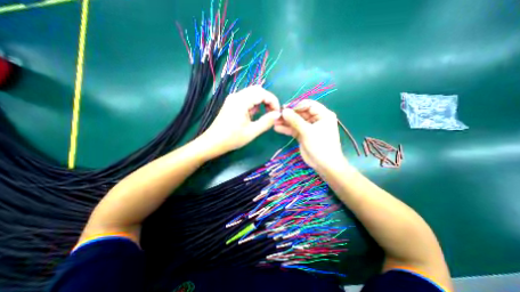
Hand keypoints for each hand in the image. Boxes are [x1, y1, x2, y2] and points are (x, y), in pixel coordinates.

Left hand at [199, 86, 279, 155]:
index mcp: (241, 101)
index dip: (273, 101)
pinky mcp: (231, 103)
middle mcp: (236, 96)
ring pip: (252, 94)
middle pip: (257, 90)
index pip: (262, 93)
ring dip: (261, 102)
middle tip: (272, 113)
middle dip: (268, 100)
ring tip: (264, 115)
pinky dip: (254, 104)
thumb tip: (277, 114)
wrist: (213, 142)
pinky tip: (254, 115)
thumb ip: (266, 122)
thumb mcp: (252, 132)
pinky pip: (246, 99)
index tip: (277, 113)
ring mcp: (233, 99)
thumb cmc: (232, 138)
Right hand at [274, 100, 345, 171]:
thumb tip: (284, 111)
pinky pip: (294, 129)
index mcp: (323, 115)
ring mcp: (308, 127)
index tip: (284, 108)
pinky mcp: (303, 135)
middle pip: (300, 113)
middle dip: (288, 114)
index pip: (308, 105)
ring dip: (285, 122)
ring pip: (295, 121)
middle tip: (276, 115)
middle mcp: (316, 119)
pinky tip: (277, 128)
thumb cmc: (320, 146)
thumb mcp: (308, 132)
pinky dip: (286, 129)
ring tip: (274, 122)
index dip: (296, 105)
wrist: (324, 165)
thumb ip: (295, 120)